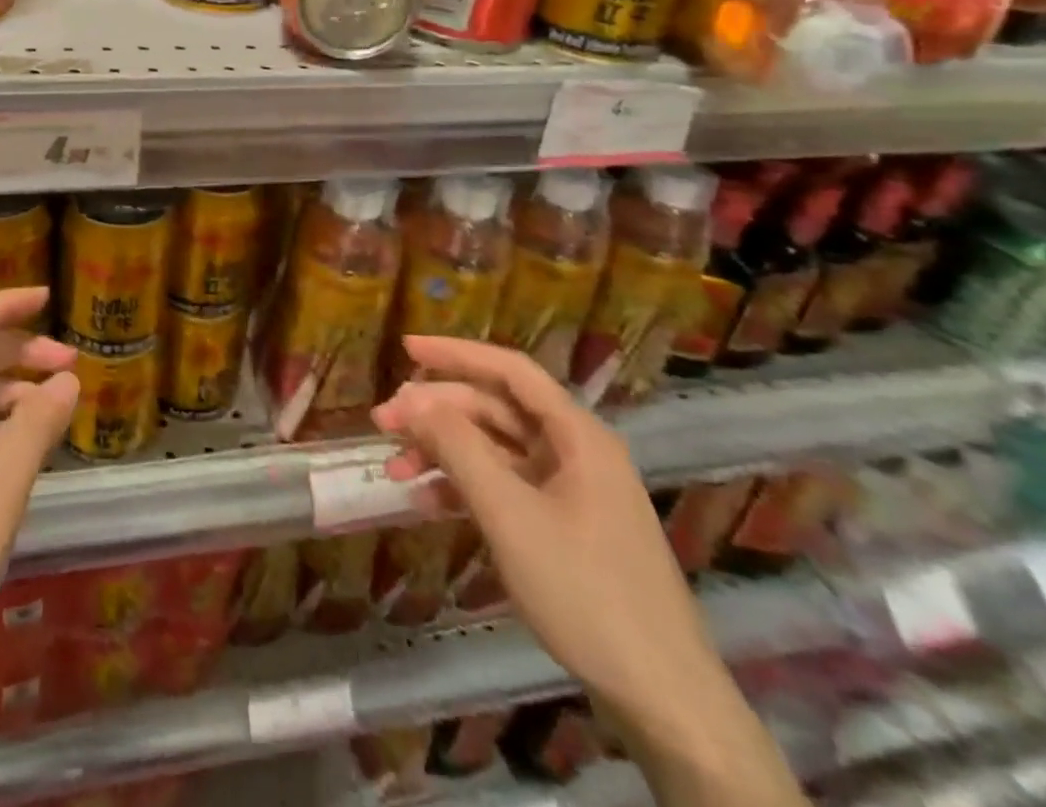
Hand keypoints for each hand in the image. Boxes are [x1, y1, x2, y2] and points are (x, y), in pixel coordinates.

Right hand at [370, 335, 724, 721]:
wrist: (663, 700)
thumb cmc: (585, 591)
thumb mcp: (510, 514)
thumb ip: (458, 448)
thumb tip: (413, 399)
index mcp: (576, 435)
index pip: (510, 370)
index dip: (455, 353)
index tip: (404, 346)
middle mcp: (574, 452)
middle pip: (495, 410)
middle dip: (436, 412)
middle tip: (382, 422)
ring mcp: (570, 491)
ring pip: (494, 450)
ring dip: (443, 452)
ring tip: (395, 470)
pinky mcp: (563, 527)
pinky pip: (503, 488)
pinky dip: (463, 488)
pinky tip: (425, 502)